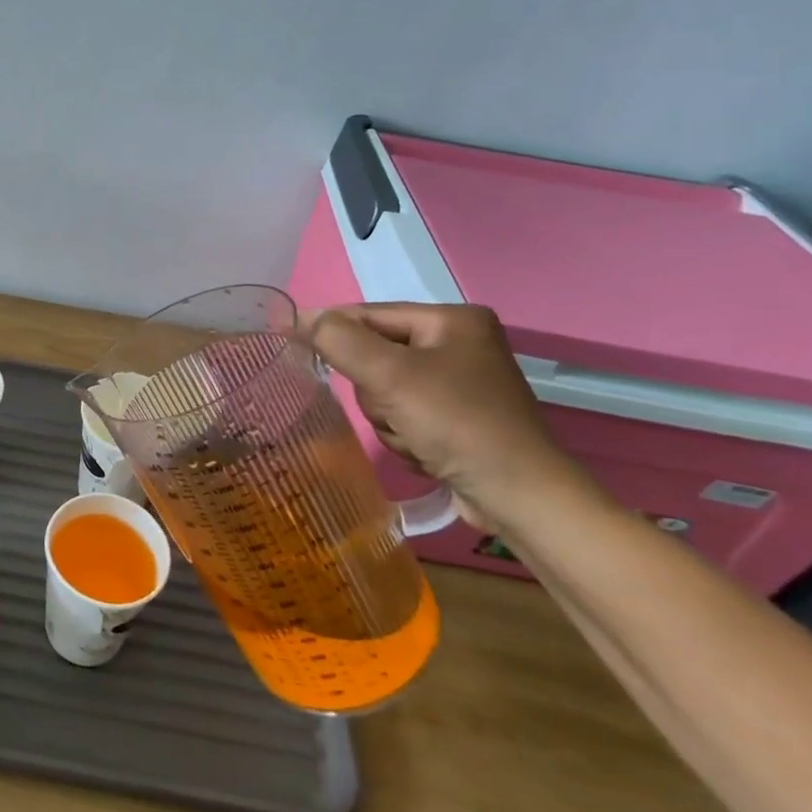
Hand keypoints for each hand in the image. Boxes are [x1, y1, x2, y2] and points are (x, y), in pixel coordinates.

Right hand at [304, 303, 599, 530]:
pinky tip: (426, 452)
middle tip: (394, 411)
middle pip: (375, 356)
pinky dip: (406, 435)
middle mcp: (459, 344)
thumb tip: (297, 316)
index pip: (369, 314)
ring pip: (385, 391)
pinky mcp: (459, 419)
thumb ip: (338, 340)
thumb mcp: (390, 374)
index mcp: (452, 320)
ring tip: (416, 438)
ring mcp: (460, 384)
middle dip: (376, 391)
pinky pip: (404, 415)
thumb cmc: (457, 422)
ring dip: (388, 419)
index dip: (331, 330)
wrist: (519, 497)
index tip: (292, 345)